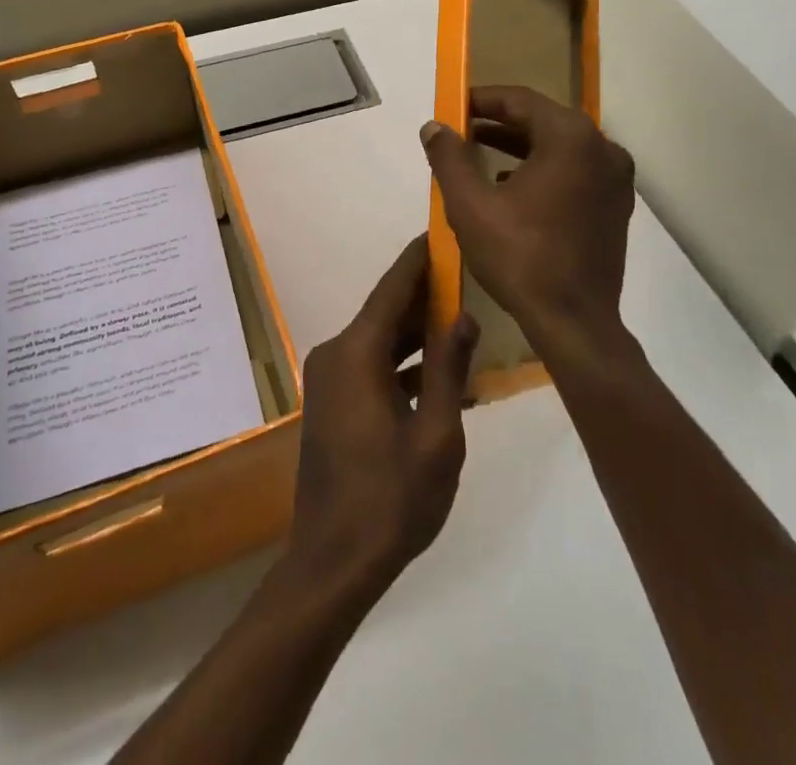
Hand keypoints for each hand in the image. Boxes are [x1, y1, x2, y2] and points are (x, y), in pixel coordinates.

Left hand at [286, 237, 478, 602]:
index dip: (418, 259)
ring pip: (379, 341)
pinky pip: (370, 367)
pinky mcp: (331, 403)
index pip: (392, 289)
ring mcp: (329, 380)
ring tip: (462, 322)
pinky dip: (401, 364)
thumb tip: (463, 316)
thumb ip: (448, 368)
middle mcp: (335, 354)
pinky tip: (438, 376)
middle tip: (466, 278)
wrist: (333, 562)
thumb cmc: (391, 499)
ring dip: (416, 334)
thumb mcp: (436, 434)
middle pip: (385, 313)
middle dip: (424, 297)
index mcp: (356, 353)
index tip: (440, 232)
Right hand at [421, 86, 635, 361]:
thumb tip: (434, 126)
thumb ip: (449, 157)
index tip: (452, 107)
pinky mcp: (616, 205)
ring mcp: (615, 178)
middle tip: (460, 131)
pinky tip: (511, 188)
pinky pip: (574, 171)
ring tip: (478, 156)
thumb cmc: (520, 257)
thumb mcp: (470, 205)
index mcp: (571, 138)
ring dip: (518, 147)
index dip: (481, 100)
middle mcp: (602, 148)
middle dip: (498, 124)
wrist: (575, 323)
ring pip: (558, 147)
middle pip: (541, 120)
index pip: (520, 100)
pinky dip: (542, 169)